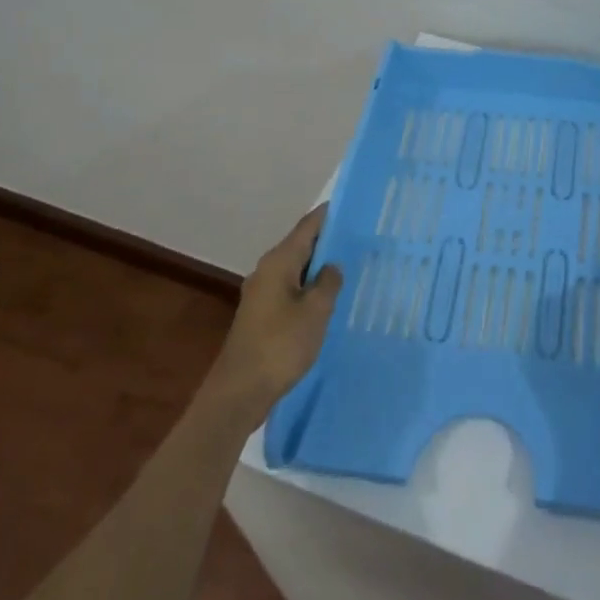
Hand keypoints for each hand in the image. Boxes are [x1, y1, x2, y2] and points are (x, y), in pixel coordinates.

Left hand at [204, 205, 343, 426]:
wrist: (239, 392)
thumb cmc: (280, 345)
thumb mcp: (315, 311)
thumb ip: (328, 282)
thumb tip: (332, 265)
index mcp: (279, 261)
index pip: (308, 226)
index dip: (330, 215)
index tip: (354, 207)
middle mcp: (267, 270)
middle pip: (301, 245)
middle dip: (328, 241)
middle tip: (360, 238)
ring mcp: (262, 293)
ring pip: (296, 269)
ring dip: (319, 267)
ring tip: (350, 266)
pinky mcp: (262, 315)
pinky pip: (291, 289)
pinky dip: (309, 287)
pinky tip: (327, 298)